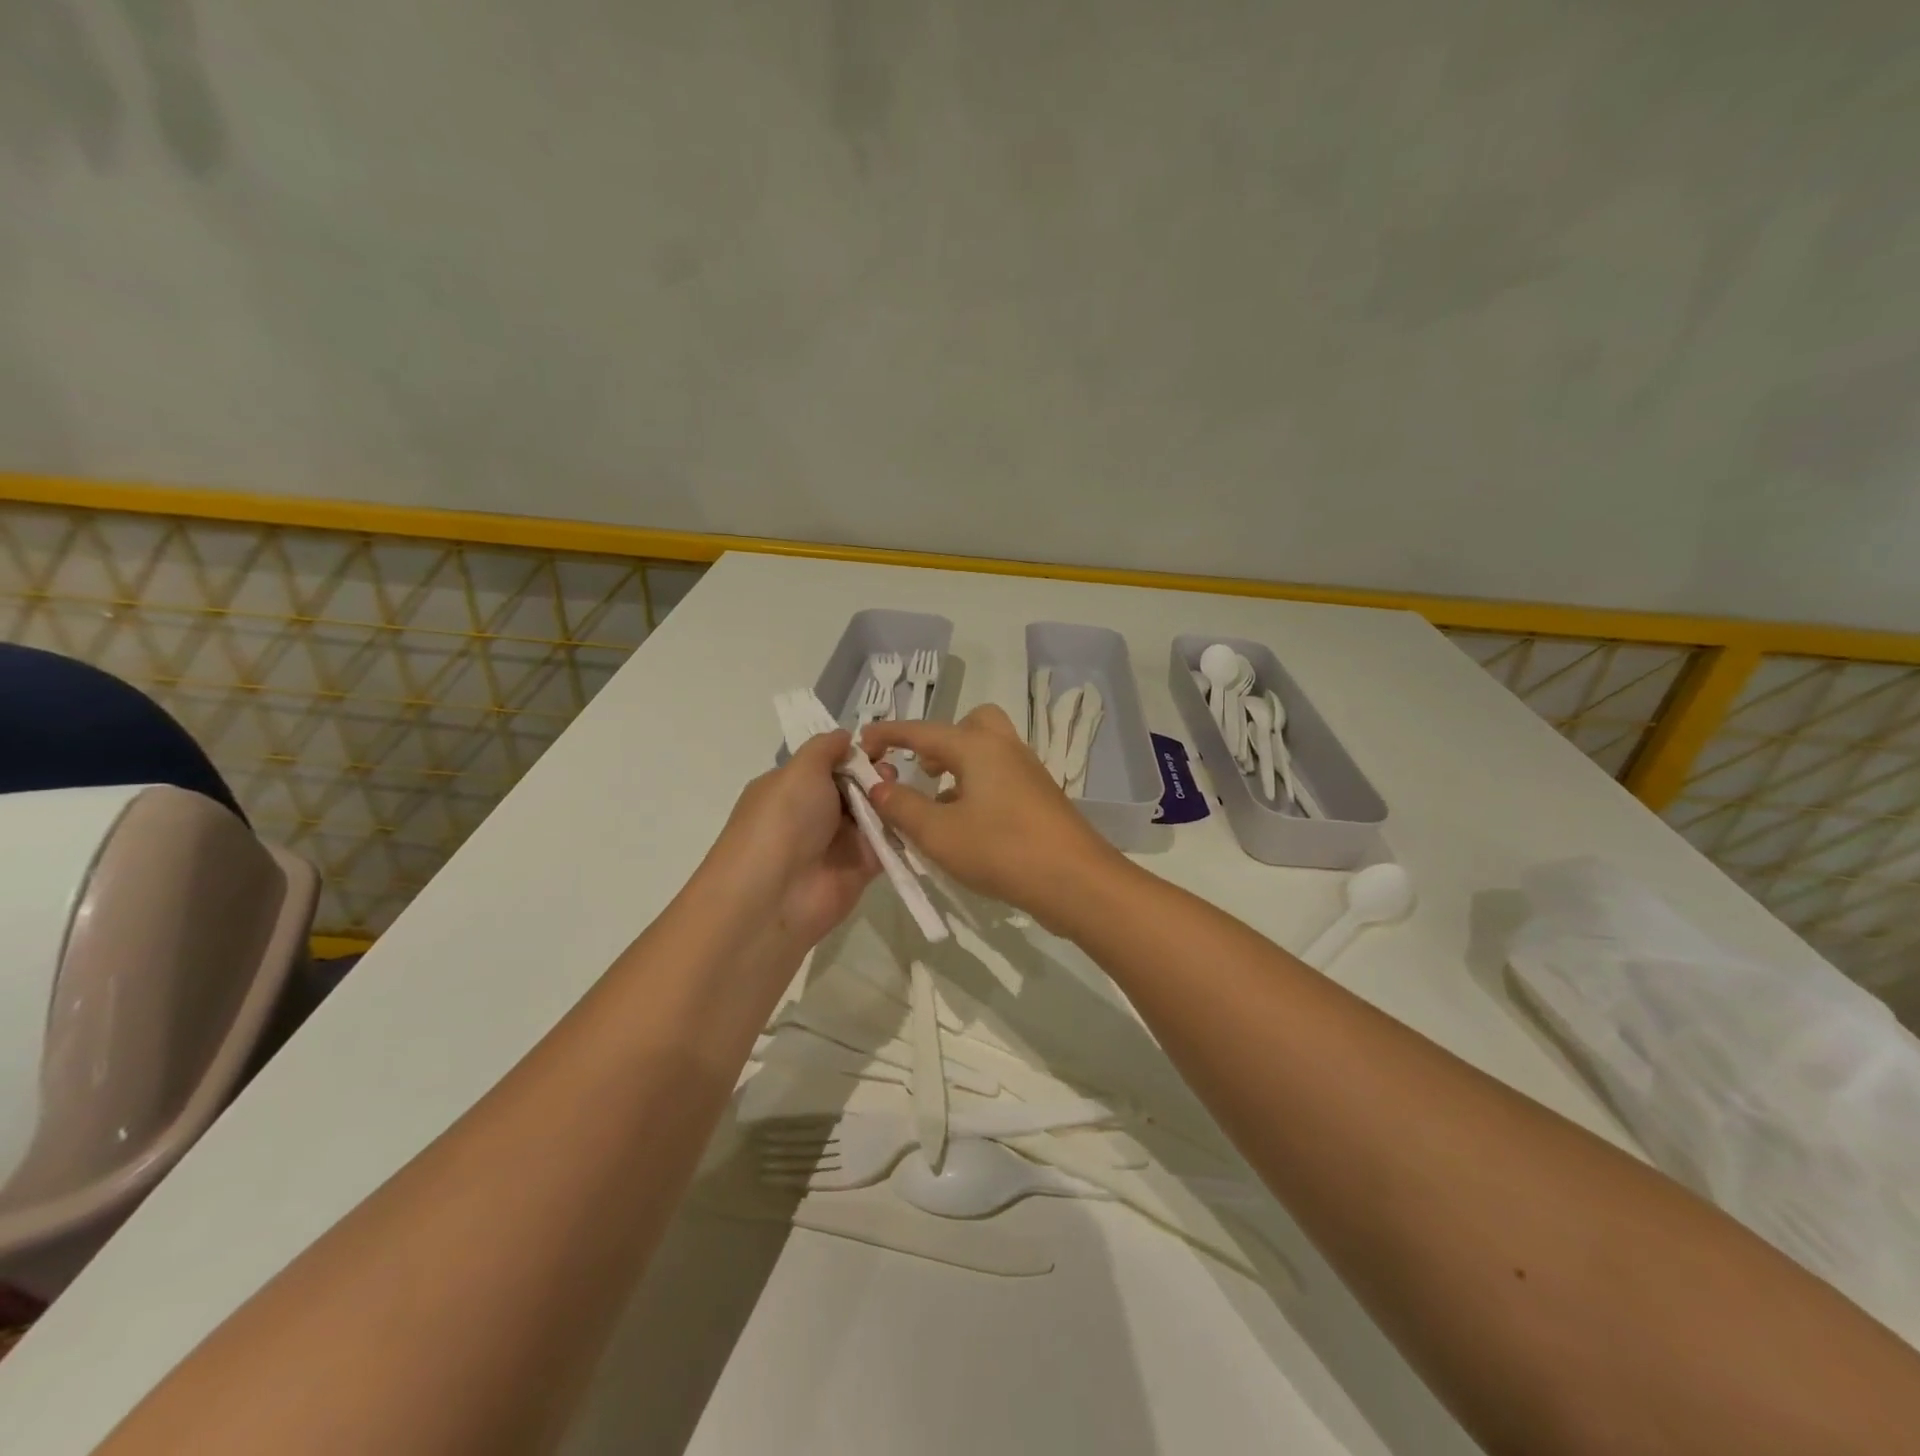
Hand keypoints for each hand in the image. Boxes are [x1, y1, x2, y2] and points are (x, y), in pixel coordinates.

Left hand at [709, 731, 882, 950]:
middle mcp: (813, 814)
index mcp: (791, 788)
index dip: (854, 753)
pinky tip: (917, 815)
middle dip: (876, 775)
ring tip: (901, 794)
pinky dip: (901, 831)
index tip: (880, 744)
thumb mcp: (799, 770)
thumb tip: (844, 735)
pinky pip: (887, 843)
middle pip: (854, 787)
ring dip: (889, 800)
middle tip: (890, 773)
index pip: (829, 764)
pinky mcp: (861, 868)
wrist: (775, 895)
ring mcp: (838, 843)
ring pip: (873, 813)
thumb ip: (825, 749)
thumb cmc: (783, 820)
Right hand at [860, 705, 1124, 929]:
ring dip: (959, 767)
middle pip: (970, 725)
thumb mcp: (938, 832)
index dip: (889, 734)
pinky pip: (1001, 777)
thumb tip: (878, 785)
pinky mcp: (1040, 798)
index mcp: (977, 747)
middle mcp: (1004, 749)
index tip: (862, 742)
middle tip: (922, 769)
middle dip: (940, 741)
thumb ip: (902, 806)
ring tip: (936, 803)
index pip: (922, 731)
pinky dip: (978, 787)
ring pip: (987, 752)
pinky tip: (967, 826)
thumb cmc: (1001, 849)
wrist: (1075, 880)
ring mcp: (1027, 773)